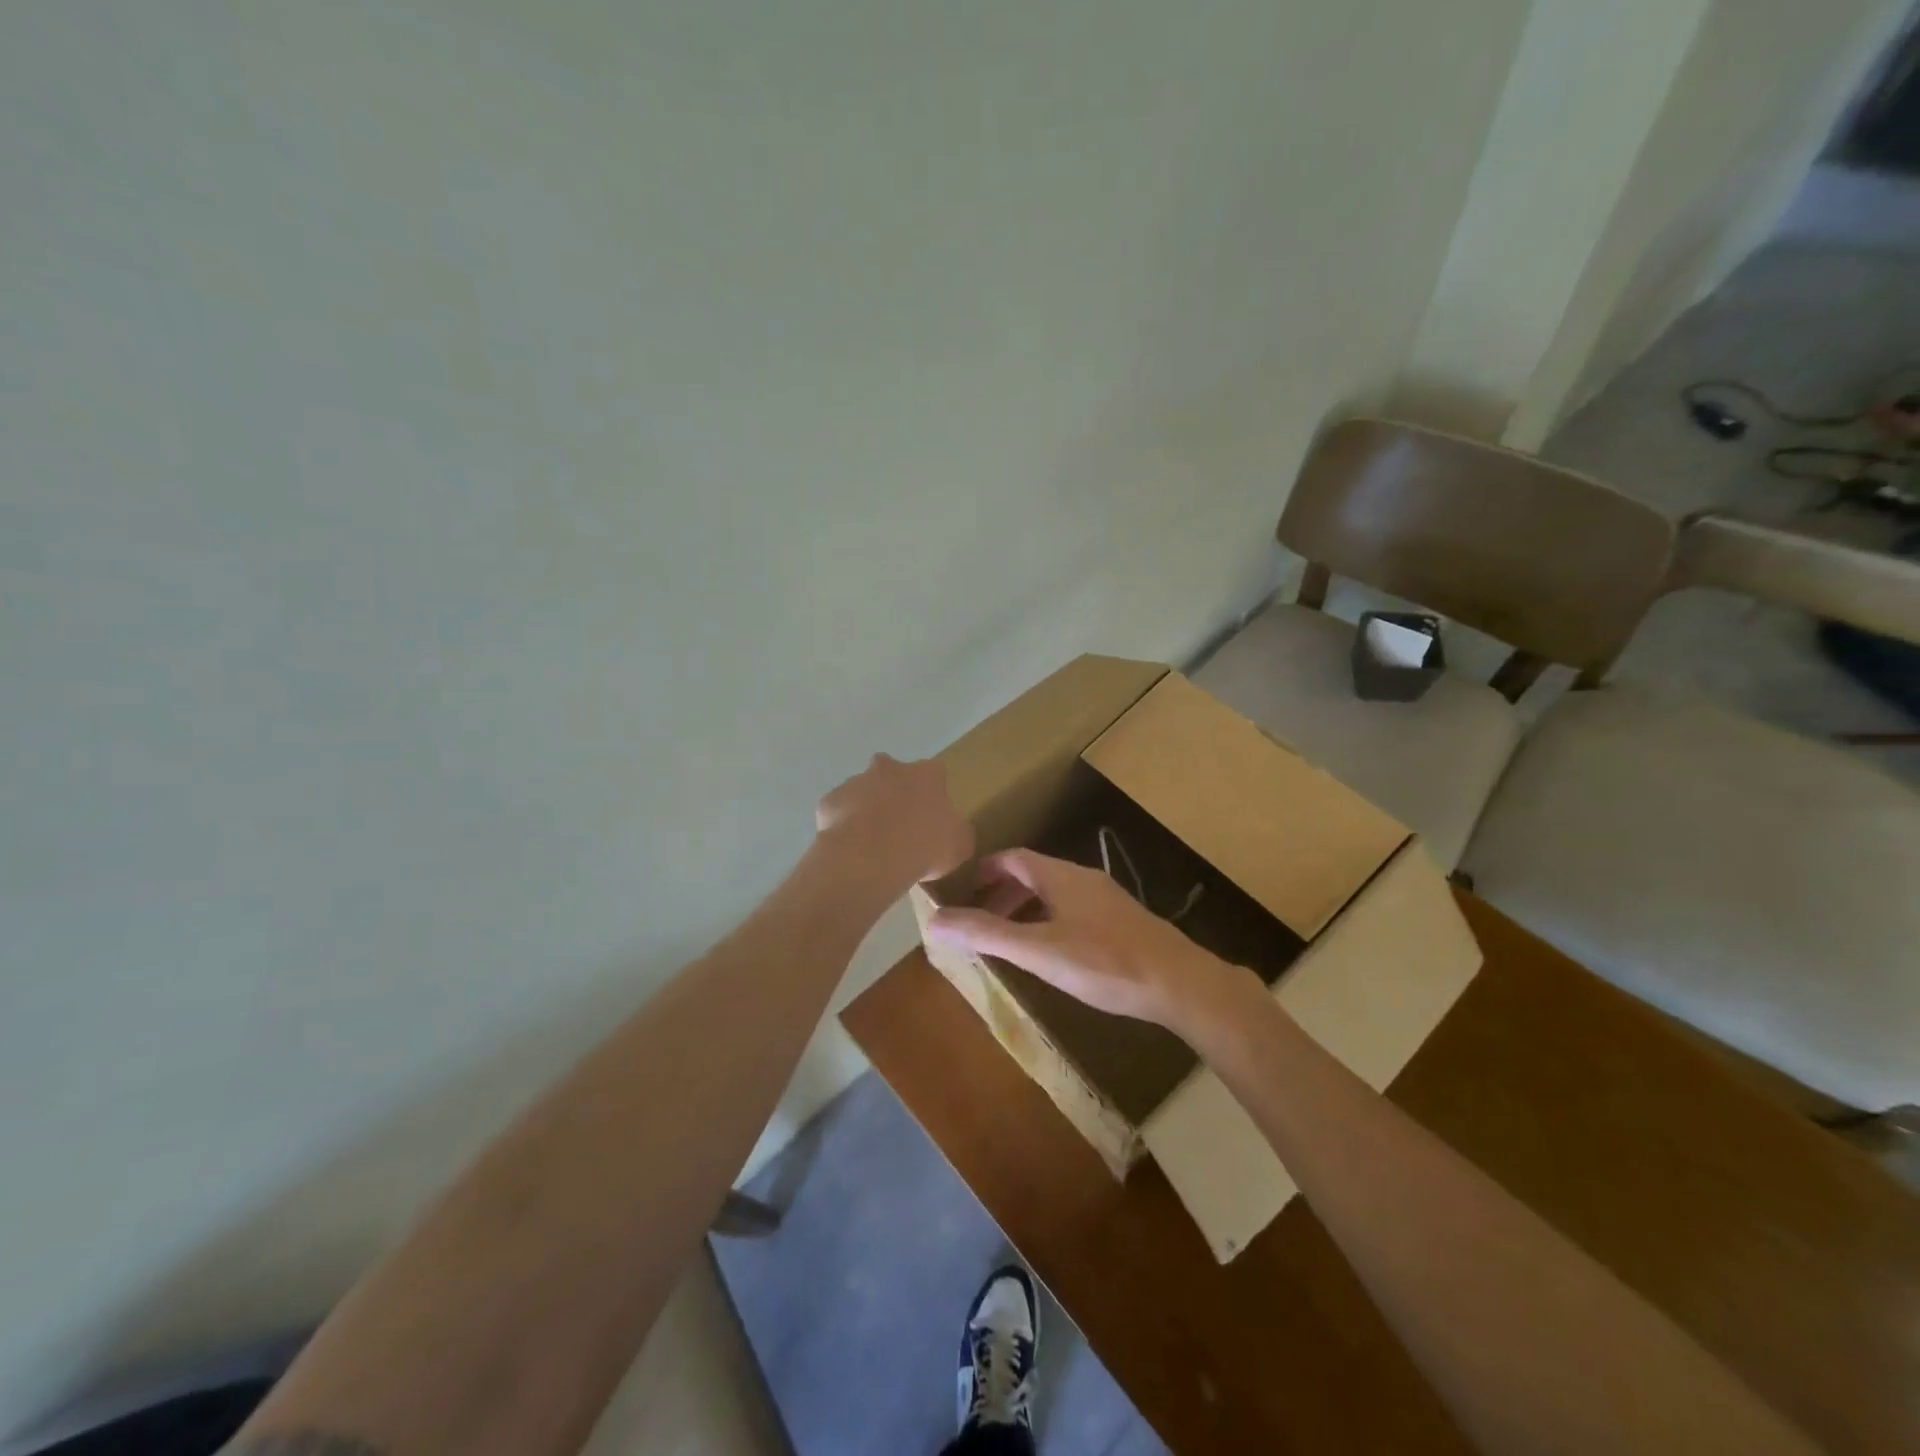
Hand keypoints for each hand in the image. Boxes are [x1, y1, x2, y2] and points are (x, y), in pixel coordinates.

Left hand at [816, 754, 973, 889]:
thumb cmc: (924, 846)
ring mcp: (856, 781)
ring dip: (868, 811)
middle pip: (894, 775)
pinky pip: (839, 812)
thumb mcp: (959, 845)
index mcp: (927, 774)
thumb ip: (957, 832)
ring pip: (864, 792)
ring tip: (872, 845)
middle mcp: (890, 768)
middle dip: (896, 795)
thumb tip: (952, 833)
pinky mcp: (830, 800)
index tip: (931, 820)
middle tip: (900, 828)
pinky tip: (850, 849)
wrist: (871, 857)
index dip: (933, 797)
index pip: (934, 775)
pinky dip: (844, 826)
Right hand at [925, 849, 1251, 1030]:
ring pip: (1056, 893)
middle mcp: (1083, 879)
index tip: (962, 888)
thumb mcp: (1037, 950)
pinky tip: (1054, 952)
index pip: (1014, 859)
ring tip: (1010, 939)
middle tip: (980, 920)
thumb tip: (934, 920)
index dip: (986, 870)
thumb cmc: (1103, 963)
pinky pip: (1074, 909)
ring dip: (1027, 908)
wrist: (1179, 982)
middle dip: (1002, 894)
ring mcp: (1107, 899)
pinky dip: (1050, 920)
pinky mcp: (1123, 921)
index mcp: (1060, 876)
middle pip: (1034, 874)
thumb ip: (986, 934)